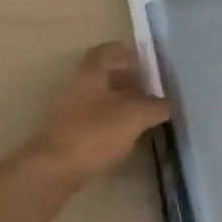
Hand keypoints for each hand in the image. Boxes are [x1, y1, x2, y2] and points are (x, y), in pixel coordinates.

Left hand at [24, 42, 167, 186]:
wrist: (53, 171)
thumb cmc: (94, 133)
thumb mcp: (133, 116)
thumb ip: (154, 106)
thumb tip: (167, 104)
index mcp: (90, 74)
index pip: (106, 51)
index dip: (125, 52)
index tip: (145, 61)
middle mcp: (77, 88)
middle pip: (103, 75)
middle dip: (127, 79)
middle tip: (150, 89)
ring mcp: (70, 113)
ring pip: (99, 99)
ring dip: (120, 102)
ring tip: (143, 114)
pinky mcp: (69, 137)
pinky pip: (94, 121)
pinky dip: (111, 123)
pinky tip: (126, 136)